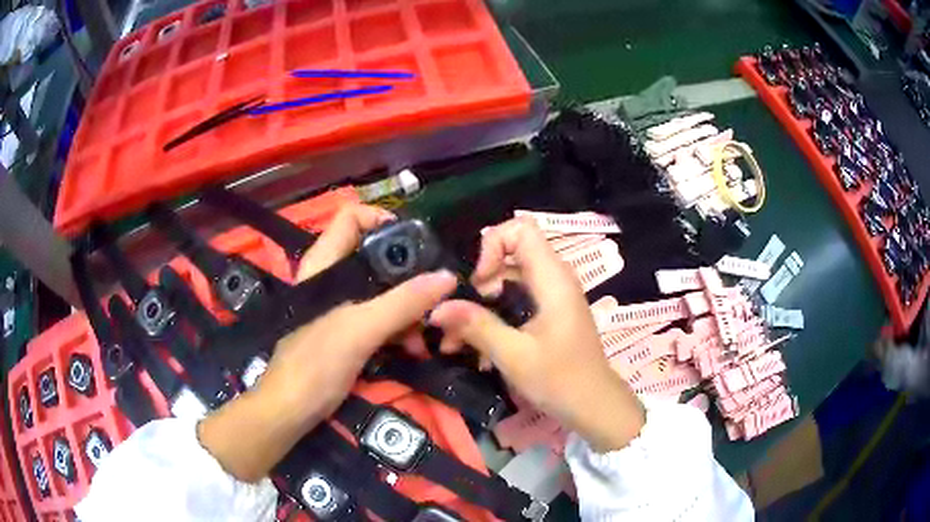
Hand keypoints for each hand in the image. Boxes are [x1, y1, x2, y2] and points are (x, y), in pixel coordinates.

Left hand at [199, 204, 457, 481]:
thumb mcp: (359, 329)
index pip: (351, 217)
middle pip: (375, 256)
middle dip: (408, 274)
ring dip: (408, 308)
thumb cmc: (315, 363)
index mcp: (325, 263)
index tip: (415, 242)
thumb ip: (403, 302)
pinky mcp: (348, 331)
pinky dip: (399, 328)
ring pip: (382, 290)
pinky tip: (413, 348)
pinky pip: (380, 317)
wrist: (292, 409)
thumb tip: (447, 277)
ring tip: (425, 335)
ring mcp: (341, 307)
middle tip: (432, 295)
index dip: (382, 218)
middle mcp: (333, 278)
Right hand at [429, 218, 644, 451]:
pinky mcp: (548, 313)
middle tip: (462, 313)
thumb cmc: (561, 380)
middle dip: (480, 279)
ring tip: (455, 340)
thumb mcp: (514, 355)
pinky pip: (515, 301)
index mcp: (553, 279)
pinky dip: (494, 317)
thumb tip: (436, 308)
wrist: (594, 406)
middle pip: (511, 253)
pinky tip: (476, 349)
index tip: (477, 283)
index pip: (521, 229)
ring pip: (509, 281)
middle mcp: (554, 279)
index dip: (493, 245)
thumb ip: (476, 327)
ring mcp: (552, 296)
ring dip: (481, 304)